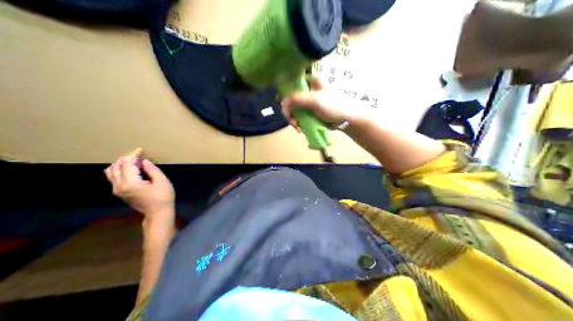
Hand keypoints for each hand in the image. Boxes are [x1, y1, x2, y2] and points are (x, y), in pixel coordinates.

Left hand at [104, 148, 173, 225]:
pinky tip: (130, 169)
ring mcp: (117, 190)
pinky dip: (119, 170)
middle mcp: (119, 185)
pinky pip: (113, 177)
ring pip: (111, 171)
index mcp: (130, 182)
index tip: (142, 150)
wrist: (158, 214)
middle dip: (127, 158)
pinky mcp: (119, 192)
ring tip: (133, 161)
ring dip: (121, 164)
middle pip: (117, 165)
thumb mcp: (161, 181)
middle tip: (139, 155)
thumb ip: (151, 169)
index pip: (127, 163)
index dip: (134, 155)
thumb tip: (143, 161)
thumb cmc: (163, 198)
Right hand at [280, 76, 356, 130]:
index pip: (290, 82)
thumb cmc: (333, 106)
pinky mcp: (311, 111)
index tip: (281, 104)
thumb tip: (282, 104)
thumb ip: (296, 99)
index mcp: (310, 80)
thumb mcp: (314, 100)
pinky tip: (301, 129)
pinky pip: (300, 116)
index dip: (283, 92)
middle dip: (288, 110)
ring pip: (294, 108)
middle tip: (290, 119)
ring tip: (297, 127)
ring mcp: (309, 101)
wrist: (347, 120)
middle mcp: (308, 89)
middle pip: (290, 97)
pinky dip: (298, 122)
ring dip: (293, 119)